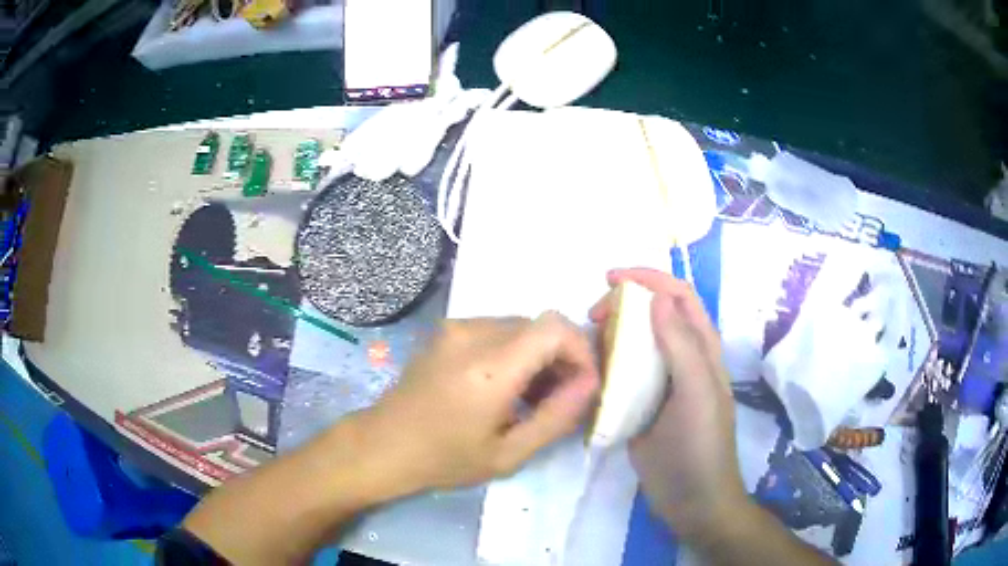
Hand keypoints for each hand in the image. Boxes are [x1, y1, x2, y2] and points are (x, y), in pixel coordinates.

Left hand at [364, 313, 599, 491]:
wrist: (385, 444)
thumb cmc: (446, 458)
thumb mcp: (509, 453)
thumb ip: (557, 417)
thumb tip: (591, 383)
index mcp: (490, 366)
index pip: (554, 327)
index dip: (580, 349)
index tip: (583, 383)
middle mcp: (473, 333)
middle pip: (539, 324)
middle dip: (561, 356)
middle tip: (560, 397)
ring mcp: (456, 327)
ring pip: (520, 326)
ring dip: (538, 355)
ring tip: (532, 396)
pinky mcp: (447, 330)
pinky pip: (497, 329)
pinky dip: (514, 351)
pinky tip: (505, 385)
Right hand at [590, 268, 748, 542]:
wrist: (691, 501)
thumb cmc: (700, 446)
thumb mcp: (697, 394)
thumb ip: (681, 345)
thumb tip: (657, 298)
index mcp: (702, 350)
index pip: (679, 296)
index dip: (649, 278)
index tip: (611, 278)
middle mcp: (682, 360)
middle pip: (654, 315)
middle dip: (625, 304)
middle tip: (594, 315)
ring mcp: (661, 384)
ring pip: (635, 343)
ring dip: (612, 334)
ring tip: (587, 342)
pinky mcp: (642, 406)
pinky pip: (622, 375)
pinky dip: (605, 365)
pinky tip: (589, 373)